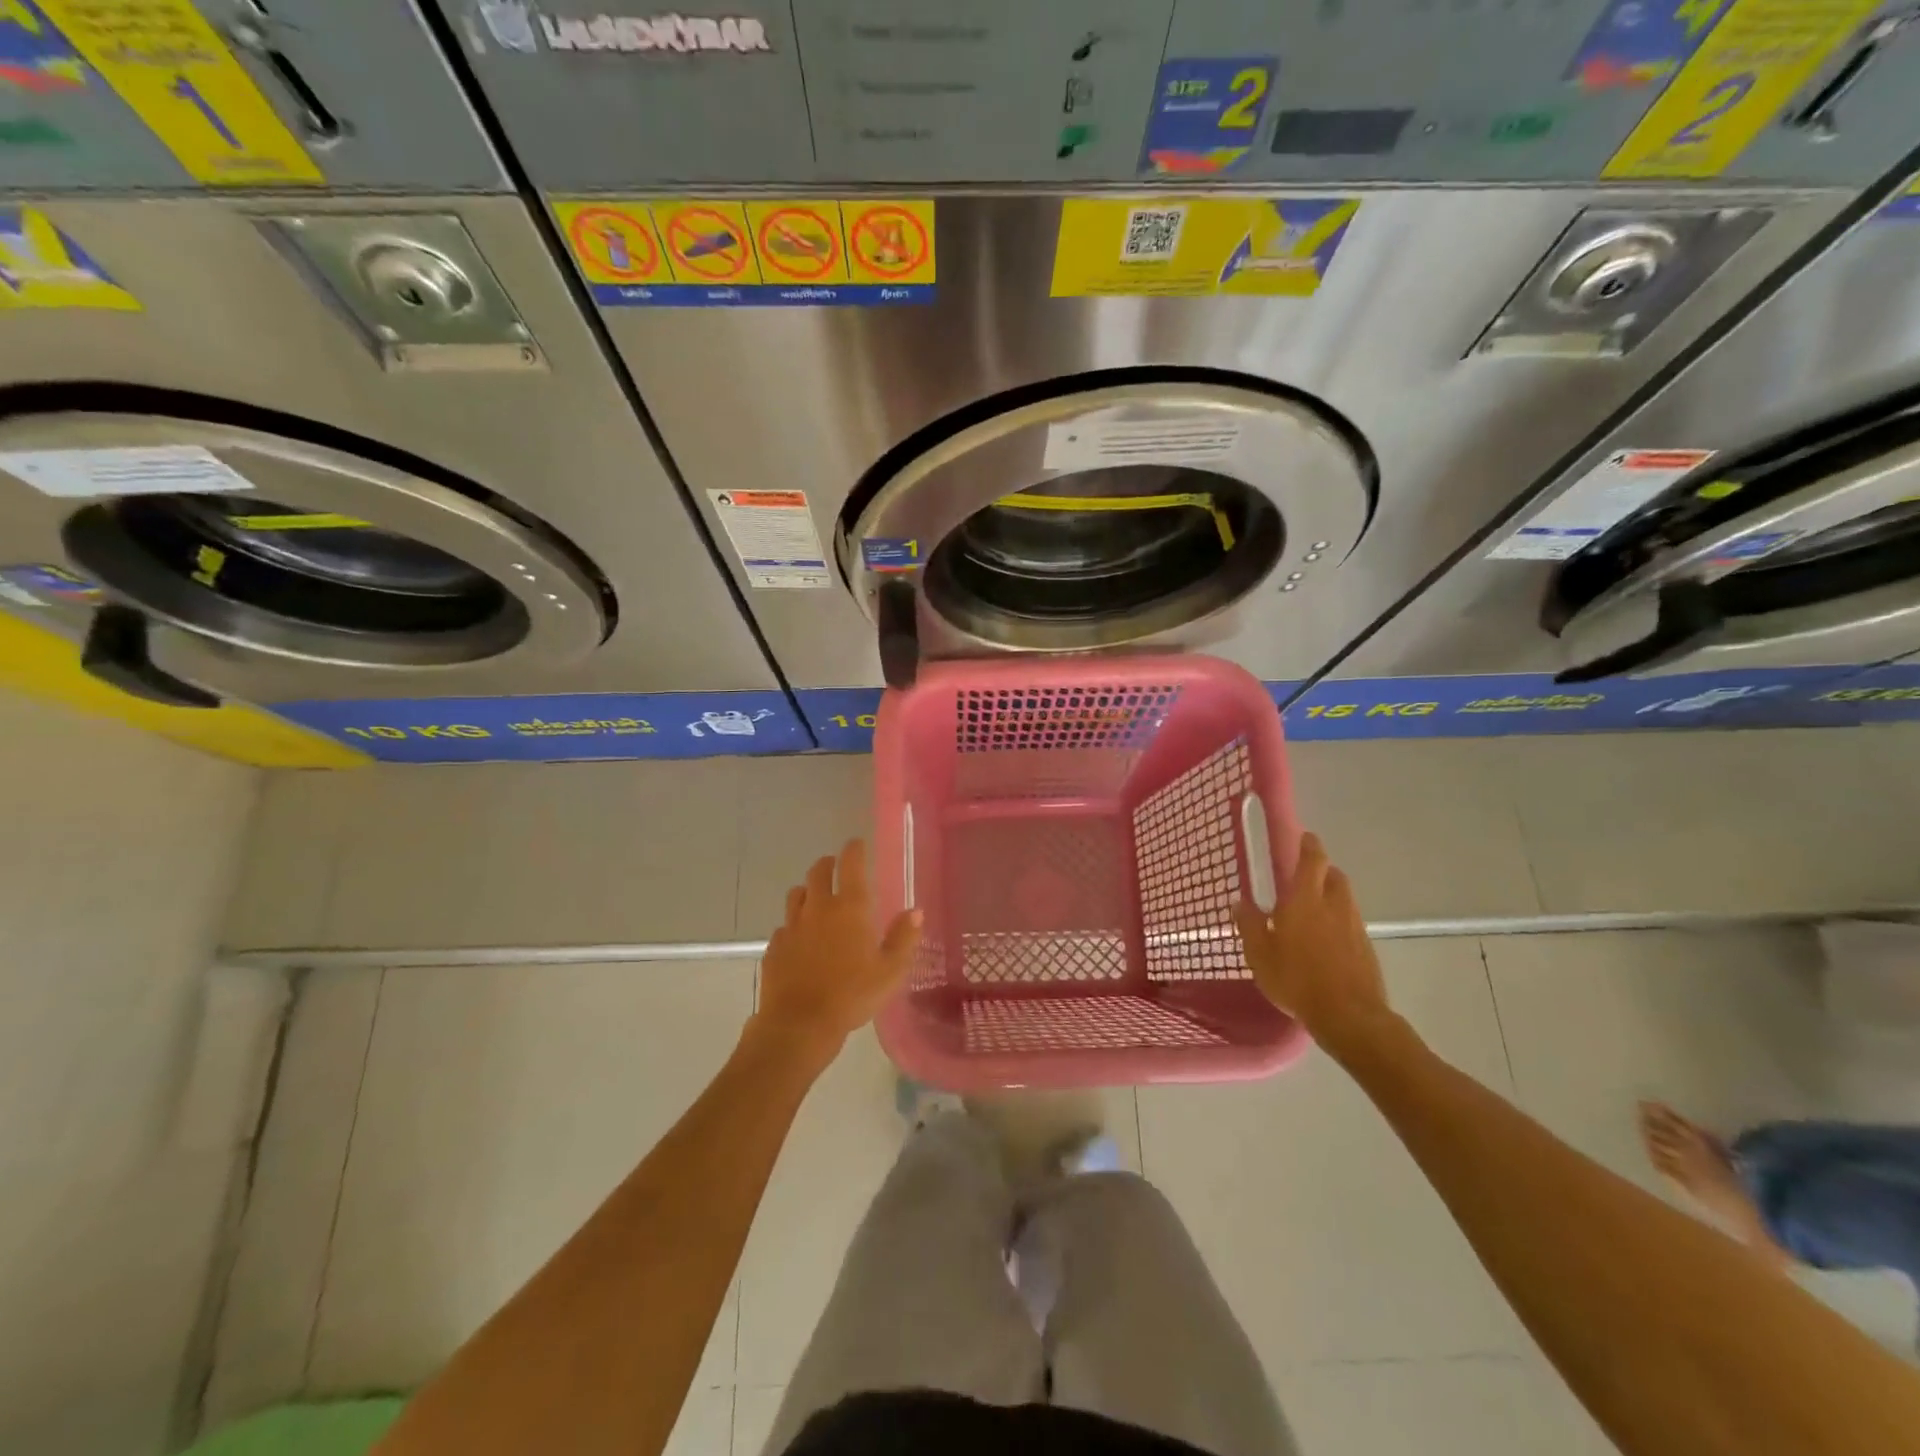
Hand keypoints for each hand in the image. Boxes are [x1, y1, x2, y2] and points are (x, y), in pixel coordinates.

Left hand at [752, 839, 920, 1064]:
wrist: (799, 1024)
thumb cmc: (852, 995)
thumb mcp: (890, 971)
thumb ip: (904, 938)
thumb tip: (915, 911)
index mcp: (850, 908)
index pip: (851, 864)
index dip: (854, 849)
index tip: (857, 844)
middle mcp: (818, 908)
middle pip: (819, 872)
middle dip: (829, 864)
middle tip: (836, 867)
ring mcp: (792, 926)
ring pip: (797, 895)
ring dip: (808, 891)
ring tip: (817, 900)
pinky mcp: (774, 947)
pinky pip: (784, 926)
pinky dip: (794, 925)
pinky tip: (801, 940)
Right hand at [1234, 832, 1391, 1057]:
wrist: (1350, 1016)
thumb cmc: (1297, 980)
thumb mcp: (1260, 954)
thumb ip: (1250, 925)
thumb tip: (1240, 902)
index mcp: (1305, 900)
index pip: (1312, 860)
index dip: (1309, 845)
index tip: (1304, 836)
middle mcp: (1334, 905)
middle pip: (1334, 876)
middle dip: (1322, 870)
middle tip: (1304, 876)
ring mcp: (1354, 926)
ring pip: (1344, 898)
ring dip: (1330, 895)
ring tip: (1312, 909)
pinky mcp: (1366, 948)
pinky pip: (1350, 922)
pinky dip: (1338, 920)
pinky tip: (1324, 939)